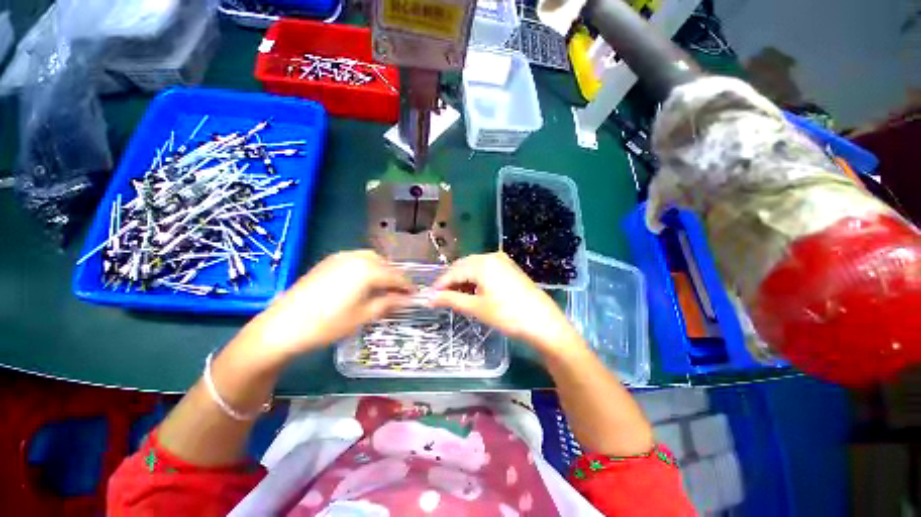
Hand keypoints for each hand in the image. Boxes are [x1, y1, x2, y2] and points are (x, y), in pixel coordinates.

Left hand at [233, 250, 412, 366]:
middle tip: (398, 293)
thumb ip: (388, 303)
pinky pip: (356, 259)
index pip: (396, 276)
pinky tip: (362, 281)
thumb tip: (406, 298)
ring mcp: (341, 257)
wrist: (282, 326)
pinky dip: (366, 267)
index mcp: (368, 270)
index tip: (414, 294)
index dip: (407, 286)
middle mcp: (357, 258)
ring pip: (371, 259)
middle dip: (394, 277)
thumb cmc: (328, 324)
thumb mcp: (363, 316)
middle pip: (385, 264)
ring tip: (382, 287)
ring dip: (381, 270)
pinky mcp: (329, 261)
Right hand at [429, 252, 581, 353]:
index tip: (429, 296)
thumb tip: (429, 298)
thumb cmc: (507, 315)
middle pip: (463, 266)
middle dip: (451, 281)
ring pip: (474, 267)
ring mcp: (502, 261)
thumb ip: (451, 299)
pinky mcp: (509, 268)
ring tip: (456, 296)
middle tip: (441, 298)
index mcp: (482, 263)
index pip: (453, 272)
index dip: (440, 285)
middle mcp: (491, 256)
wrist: (543, 322)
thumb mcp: (476, 307)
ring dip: (463, 280)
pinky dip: (476, 279)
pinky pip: (486, 269)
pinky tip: (473, 291)